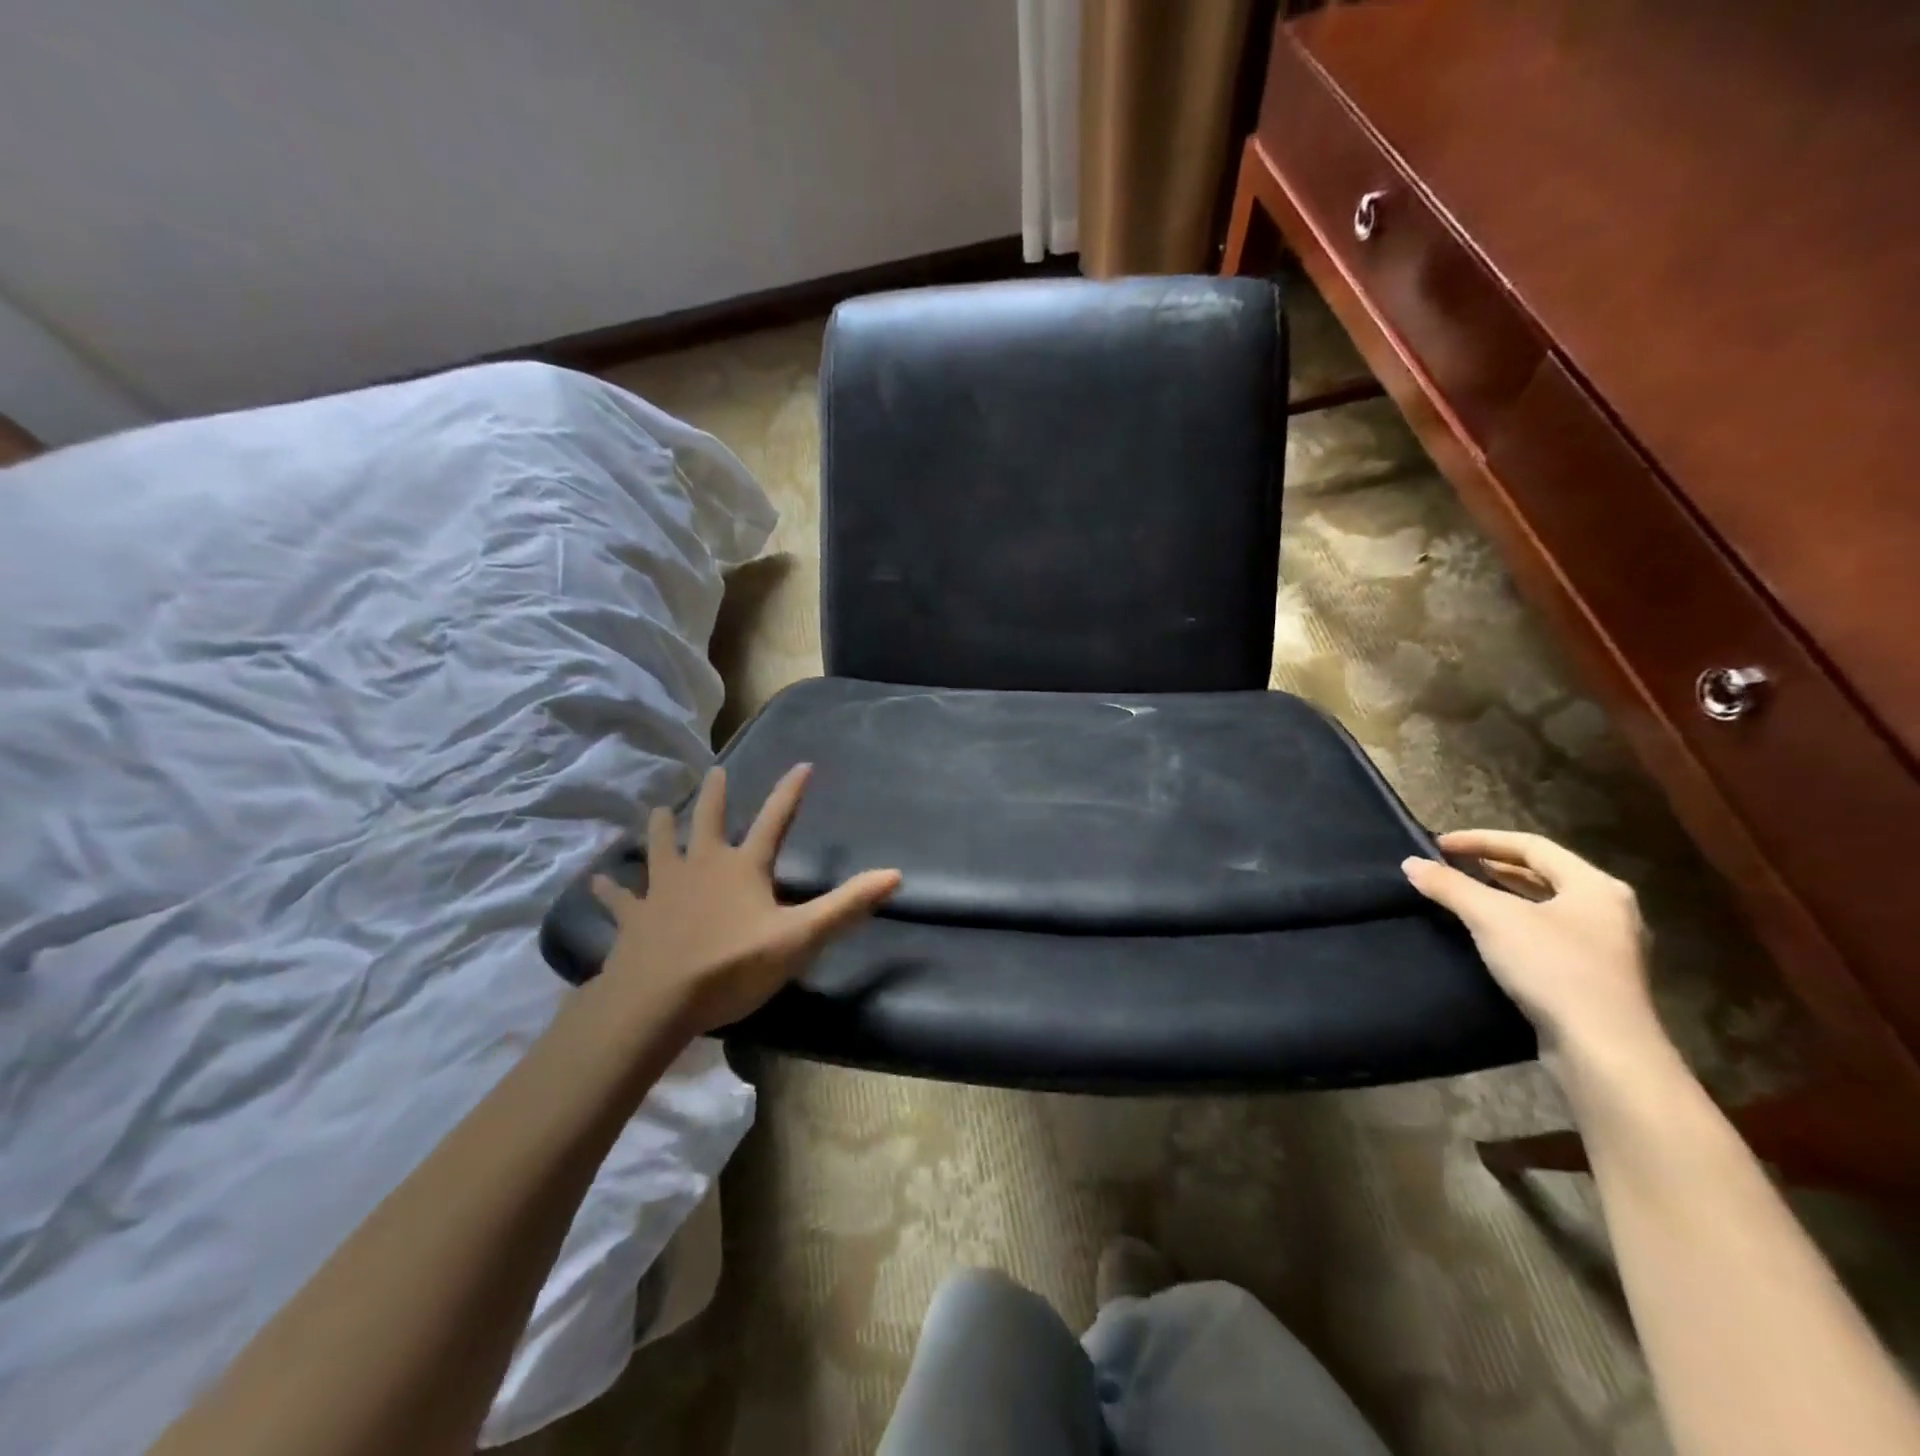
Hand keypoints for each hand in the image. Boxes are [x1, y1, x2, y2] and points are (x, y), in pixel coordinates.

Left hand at [592, 764, 900, 1035]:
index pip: (774, 820)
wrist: (657, 1000)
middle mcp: (702, 867)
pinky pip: (621, 899)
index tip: (802, 765)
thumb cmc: (733, 966)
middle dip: (714, 795)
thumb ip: (846, 906)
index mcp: (743, 867)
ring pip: (659, 849)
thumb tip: (894, 875)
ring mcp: (663, 890)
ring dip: (659, 830)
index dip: (790, 792)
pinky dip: (610, 890)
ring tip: (655, 810)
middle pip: (707, 821)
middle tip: (714, 773)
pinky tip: (595, 883)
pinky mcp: (634, 918)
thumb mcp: (800, 938)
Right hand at [1402, 829, 1663, 1062]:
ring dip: (1504, 896)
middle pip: (1544, 874)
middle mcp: (1609, 910)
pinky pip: (1549, 935)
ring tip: (1465, 894)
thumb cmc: (1553, 969)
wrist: (1603, 1051)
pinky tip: (1488, 935)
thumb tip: (1410, 863)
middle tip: (1451, 866)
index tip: (1440, 845)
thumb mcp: (1492, 919)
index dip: (1482, 839)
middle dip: (1494, 866)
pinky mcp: (1595, 979)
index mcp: (1595, 886)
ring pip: (1547, 906)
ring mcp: (1607, 947)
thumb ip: (1450, 886)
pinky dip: (1515, 925)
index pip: (1532, 846)